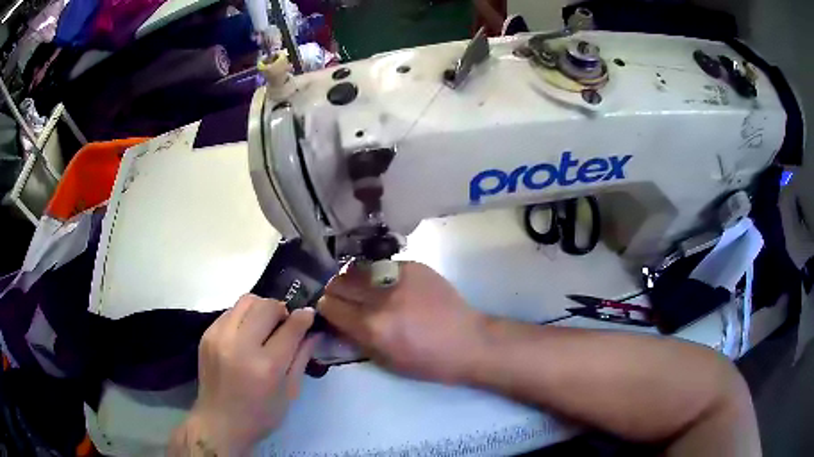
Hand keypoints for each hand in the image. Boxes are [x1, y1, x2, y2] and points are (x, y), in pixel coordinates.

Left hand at [170, 294, 316, 455]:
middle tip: (285, 324)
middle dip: (282, 310)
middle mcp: (241, 345)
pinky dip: (244, 317)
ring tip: (265, 326)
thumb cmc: (261, 415)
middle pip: (266, 306)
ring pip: (246, 301)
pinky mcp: (207, 334)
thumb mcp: (289, 393)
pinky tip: (246, 335)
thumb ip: (301, 358)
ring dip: (261, 308)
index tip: (309, 314)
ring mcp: (220, 337)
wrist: (219, 422)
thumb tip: (314, 331)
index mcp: (267, 366)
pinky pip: (230, 311)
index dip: (303, 317)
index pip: (290, 327)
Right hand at [318, 261, 486, 383]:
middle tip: (344, 299)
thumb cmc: (428, 361)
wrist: (469, 341)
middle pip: (338, 282)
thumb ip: (355, 339)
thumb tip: (336, 322)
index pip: (330, 306)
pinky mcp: (414, 266)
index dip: (326, 309)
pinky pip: (382, 265)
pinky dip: (377, 275)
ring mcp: (399, 277)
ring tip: (361, 289)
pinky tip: (388, 285)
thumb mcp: (386, 361)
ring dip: (352, 279)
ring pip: (356, 268)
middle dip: (335, 291)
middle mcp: (381, 297)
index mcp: (372, 326)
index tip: (331, 311)